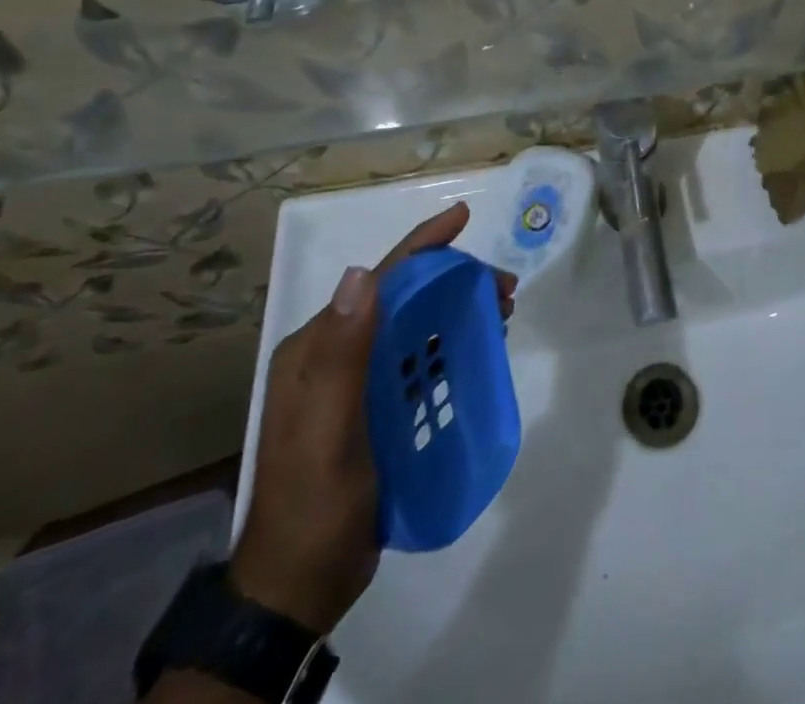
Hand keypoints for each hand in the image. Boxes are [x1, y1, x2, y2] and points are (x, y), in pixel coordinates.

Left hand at [230, 202, 515, 633]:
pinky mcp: (373, 408)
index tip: (464, 216)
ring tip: (502, 314)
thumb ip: (340, 356)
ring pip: (415, 325)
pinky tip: (479, 349)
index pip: (379, 279)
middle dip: (454, 280)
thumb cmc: (314, 506)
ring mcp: (354, 382)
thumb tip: (361, 274)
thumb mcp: (326, 432)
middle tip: (506, 291)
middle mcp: (333, 353)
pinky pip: (417, 358)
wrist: (298, 588)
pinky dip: (451, 344)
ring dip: (458, 310)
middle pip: (403, 297)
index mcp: (317, 347)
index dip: (423, 244)